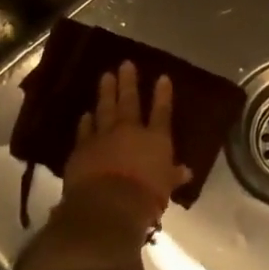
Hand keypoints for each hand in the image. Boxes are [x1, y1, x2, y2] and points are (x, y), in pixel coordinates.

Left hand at [62, 60, 191, 224]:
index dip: (163, 94)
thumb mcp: (165, 188)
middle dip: (128, 82)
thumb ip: (173, 176)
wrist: (107, 206)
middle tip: (125, 64)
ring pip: (105, 109)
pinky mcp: (82, 149)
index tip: (162, 77)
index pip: (161, 112)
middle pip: (130, 101)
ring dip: (106, 92)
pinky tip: (85, 114)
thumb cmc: (145, 198)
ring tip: (106, 76)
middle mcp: (130, 131)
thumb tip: (186, 172)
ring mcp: (103, 137)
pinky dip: (85, 122)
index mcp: (156, 139)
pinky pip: (84, 131)